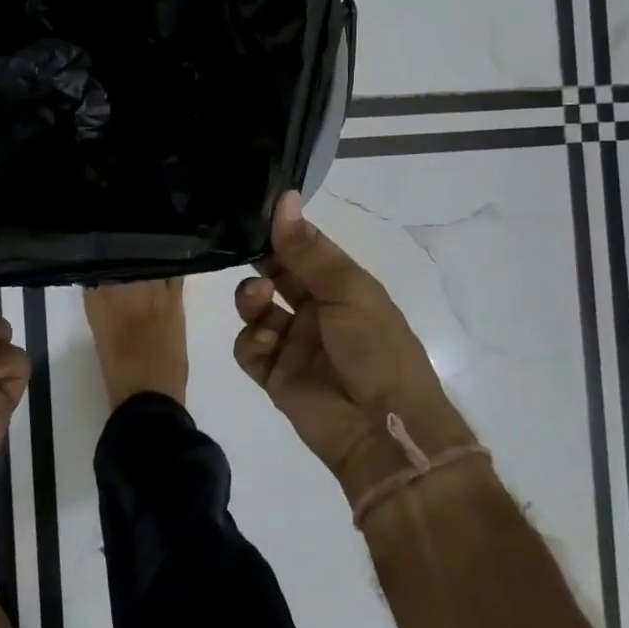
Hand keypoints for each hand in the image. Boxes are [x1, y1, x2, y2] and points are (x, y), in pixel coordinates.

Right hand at [234, 192, 477, 503]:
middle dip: (259, 262)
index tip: (252, 214)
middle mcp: (315, 310)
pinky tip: (266, 341)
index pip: (303, 249)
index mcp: (341, 286)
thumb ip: (308, 250)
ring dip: (250, 297)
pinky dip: (252, 340)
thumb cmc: (376, 347)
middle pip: (275, 274)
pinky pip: (249, 348)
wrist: (382, 429)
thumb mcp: (348, 290)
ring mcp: (293, 343)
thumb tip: (284, 198)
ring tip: (260, 301)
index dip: (279, 231)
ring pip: (256, 308)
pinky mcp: (274, 375)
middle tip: (247, 255)